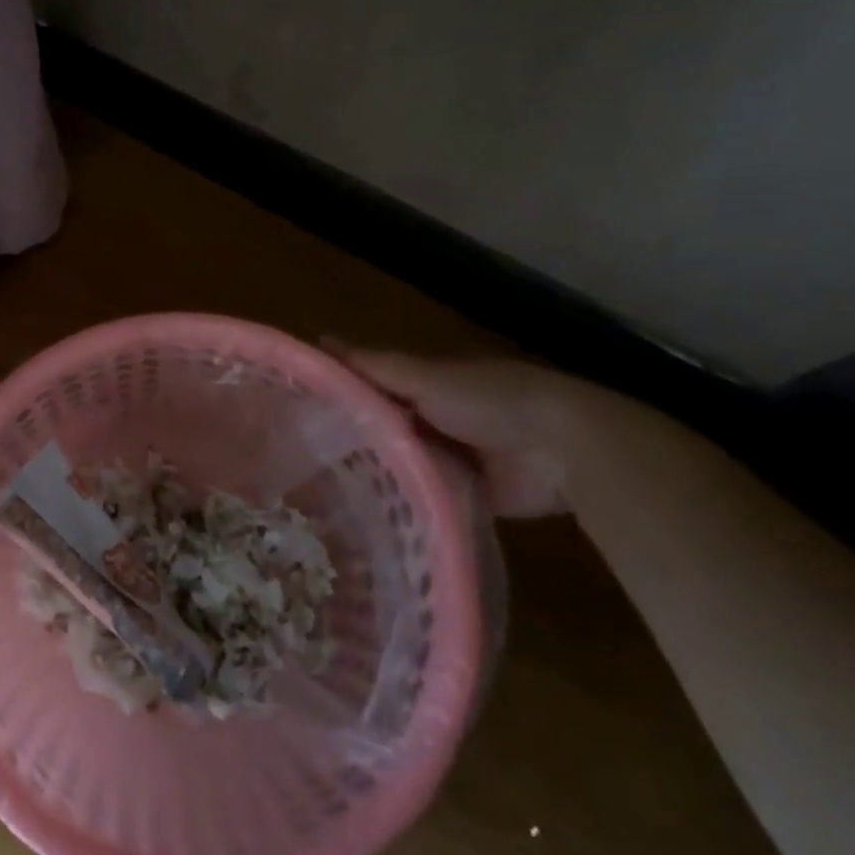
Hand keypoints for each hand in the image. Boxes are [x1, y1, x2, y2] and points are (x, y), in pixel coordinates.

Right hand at [321, 342, 600, 517]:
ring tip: (318, 491)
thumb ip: (373, 367)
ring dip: (372, 473)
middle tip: (297, 460)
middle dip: (347, 439)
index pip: (368, 387)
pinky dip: (403, 502)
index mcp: (423, 385)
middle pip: (380, 427)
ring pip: (399, 463)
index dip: (334, 395)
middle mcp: (432, 418)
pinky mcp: (465, 495)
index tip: (293, 410)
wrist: (561, 448)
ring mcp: (450, 458)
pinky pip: (424, 497)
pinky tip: (363, 513)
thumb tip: (319, 340)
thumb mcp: (423, 377)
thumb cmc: (487, 399)